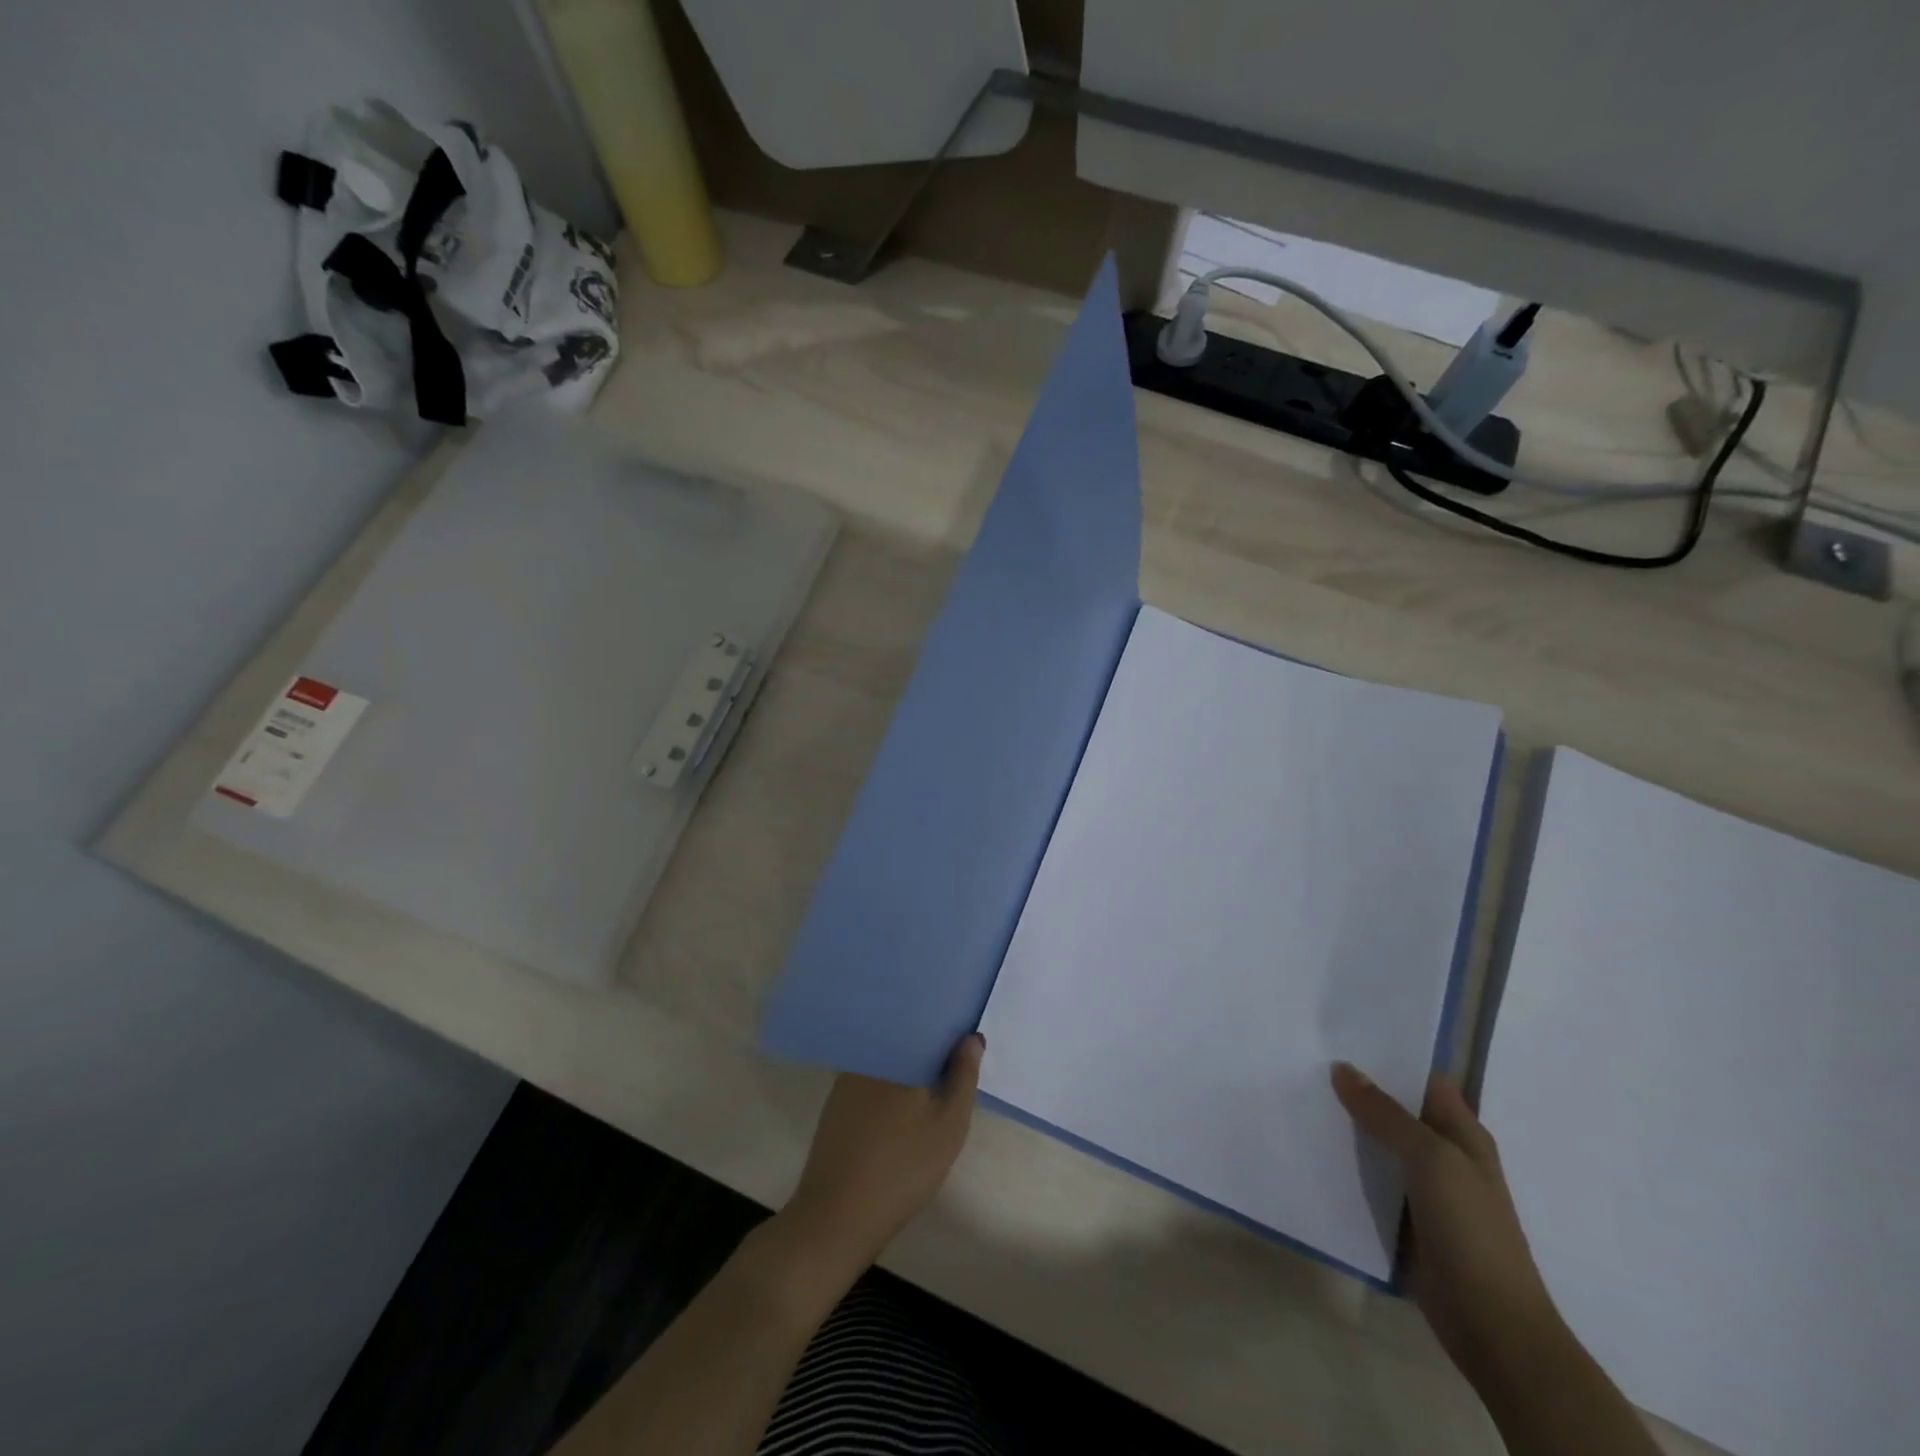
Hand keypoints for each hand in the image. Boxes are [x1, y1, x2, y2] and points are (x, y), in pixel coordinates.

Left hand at [779, 1034, 984, 1277]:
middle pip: (905, 1038)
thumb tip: (972, 1037)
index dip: (948, 1026)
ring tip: (935, 1077)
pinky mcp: (837, 1102)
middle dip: (931, 1045)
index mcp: (896, 1053)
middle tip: (956, 1058)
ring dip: (909, 1064)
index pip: (926, 1022)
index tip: (966, 1034)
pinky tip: (903, 1103)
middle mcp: (868, 1056)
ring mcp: (847, 1079)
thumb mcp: (949, 1125)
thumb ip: (963, 1076)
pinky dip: (889, 1083)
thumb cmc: (902, 1167)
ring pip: (888, 1059)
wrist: (837, 1216)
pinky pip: (871, 1077)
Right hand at [1332, 1062, 1562, 1383]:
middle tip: (1303, 1059)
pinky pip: (1367, 1180)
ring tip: (1295, 1095)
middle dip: (1355, 1087)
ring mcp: (1421, 1189)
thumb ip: (1386, 1113)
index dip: (1387, 1055)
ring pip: (1376, 1143)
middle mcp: (1442, 1154)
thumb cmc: (1472, 1231)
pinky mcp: (1401, 1219)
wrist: (1492, 1326)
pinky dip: (1342, 1165)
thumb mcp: (1431, 1159)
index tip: (1339, 1034)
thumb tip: (1342, 1068)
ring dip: (1344, 1126)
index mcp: (1461, 1133)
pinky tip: (1308, 1148)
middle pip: (1394, 1108)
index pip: (1422, 1077)